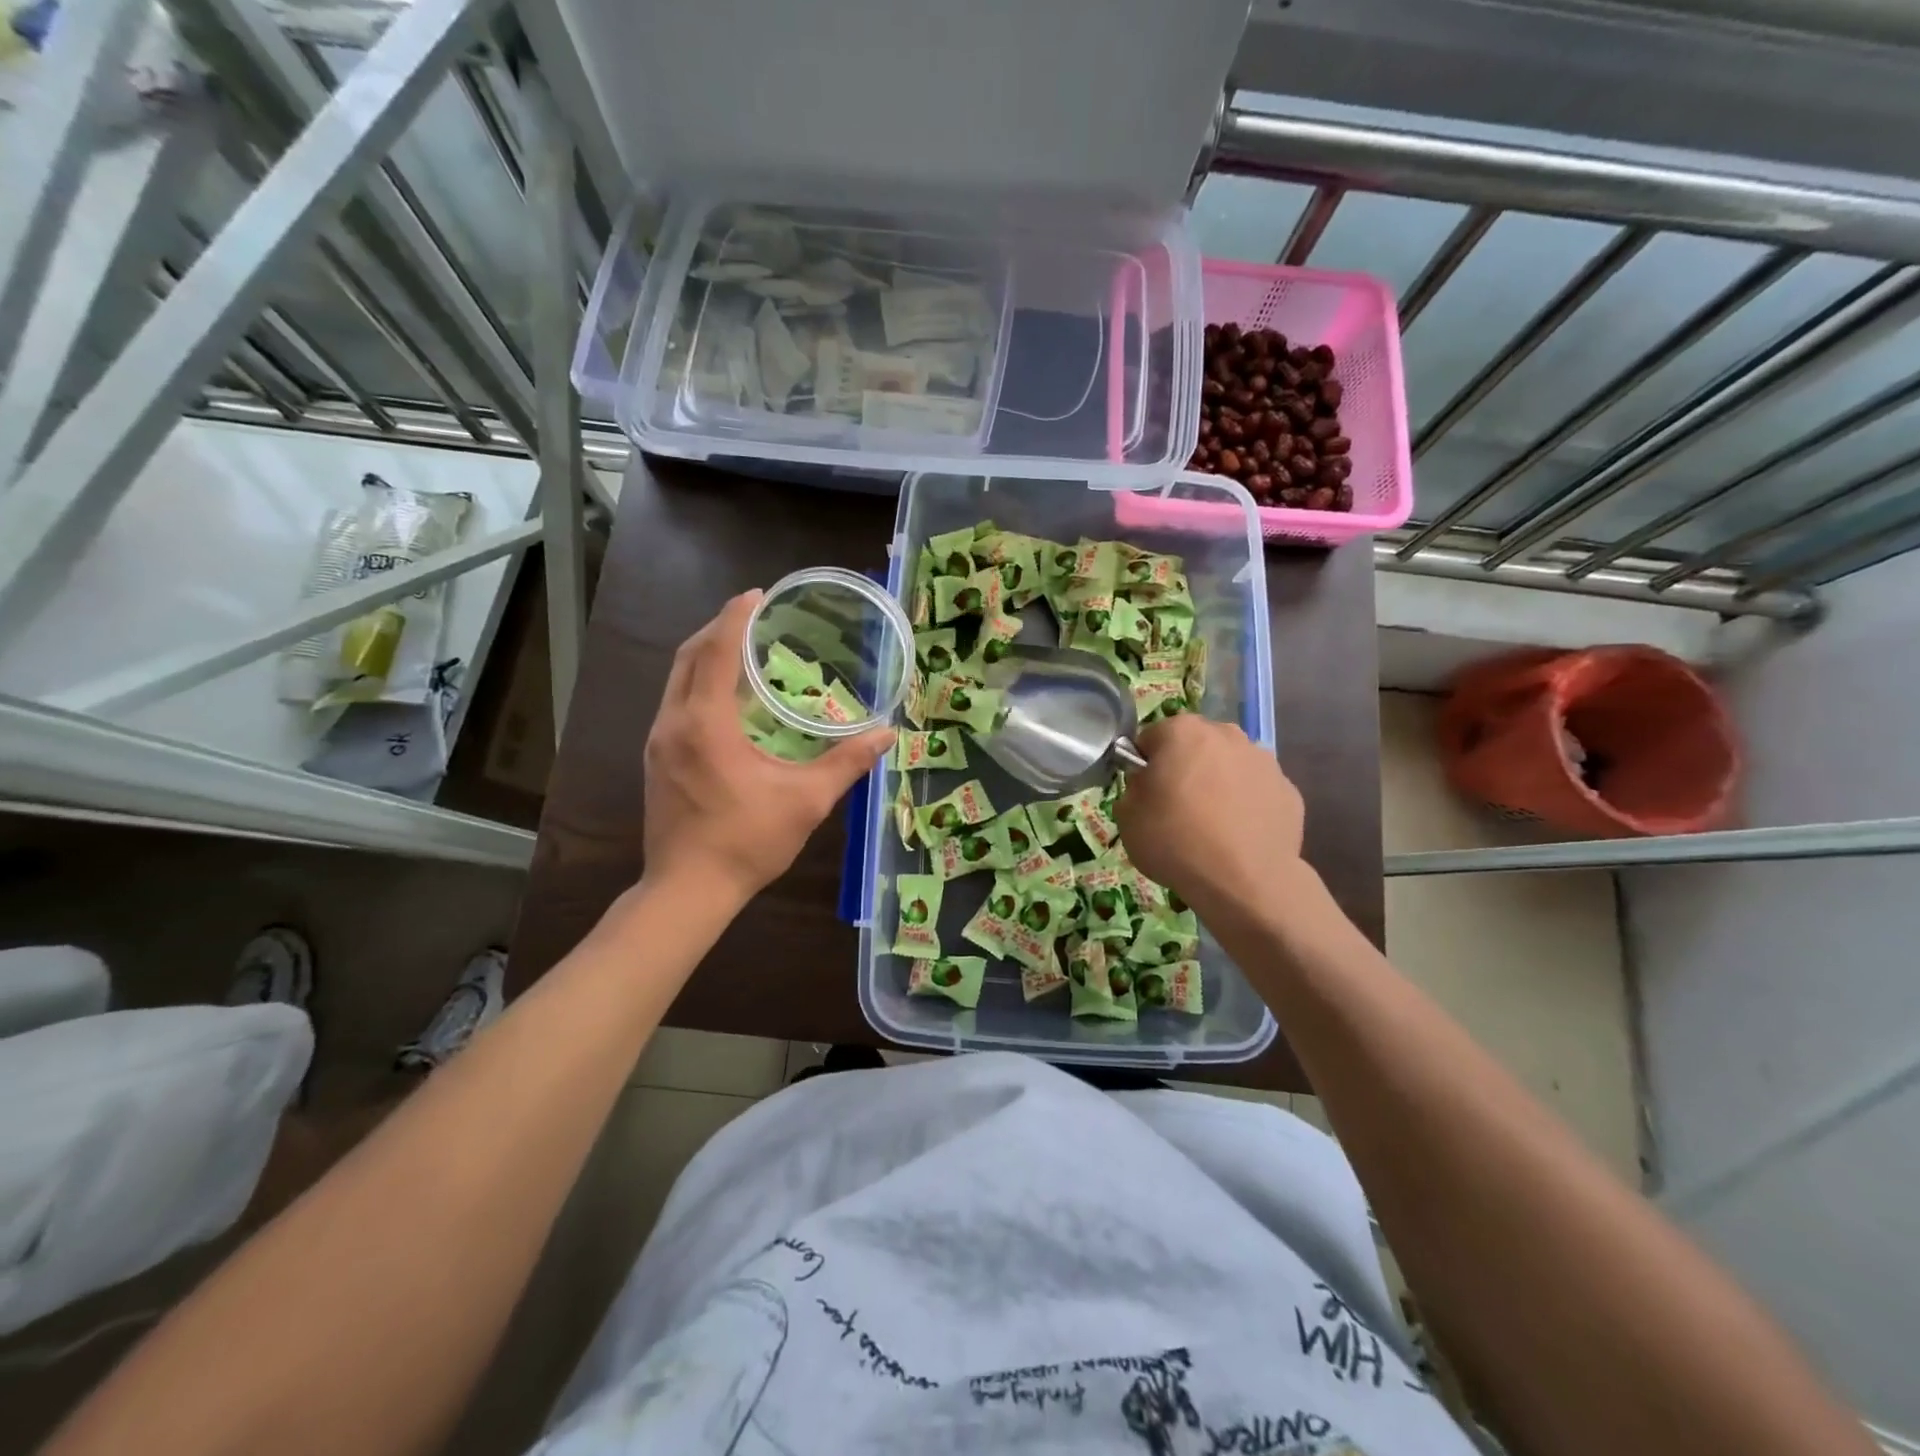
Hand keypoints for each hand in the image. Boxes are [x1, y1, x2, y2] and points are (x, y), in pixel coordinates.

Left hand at [643, 591, 893, 902]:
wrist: (687, 890)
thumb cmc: (748, 842)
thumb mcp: (806, 801)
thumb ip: (847, 763)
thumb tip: (886, 736)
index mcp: (706, 724)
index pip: (717, 652)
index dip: (736, 618)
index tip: (756, 594)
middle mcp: (673, 723)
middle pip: (688, 656)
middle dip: (718, 629)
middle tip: (752, 615)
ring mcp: (658, 741)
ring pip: (676, 679)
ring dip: (705, 655)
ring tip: (741, 647)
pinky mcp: (655, 758)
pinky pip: (675, 702)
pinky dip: (698, 682)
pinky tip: (725, 697)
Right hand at [1115, 715, 1305, 921]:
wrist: (1244, 881)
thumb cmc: (1176, 840)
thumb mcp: (1127, 815)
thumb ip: (1135, 788)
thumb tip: (1149, 784)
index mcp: (1182, 731)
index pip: (1151, 738)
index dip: (1144, 765)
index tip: (1144, 794)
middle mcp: (1226, 734)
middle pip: (1195, 746)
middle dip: (1186, 768)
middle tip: (1176, 808)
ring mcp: (1264, 761)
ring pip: (1229, 766)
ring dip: (1219, 784)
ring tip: (1212, 826)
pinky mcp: (1289, 791)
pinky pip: (1256, 792)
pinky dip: (1247, 806)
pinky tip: (1239, 837)